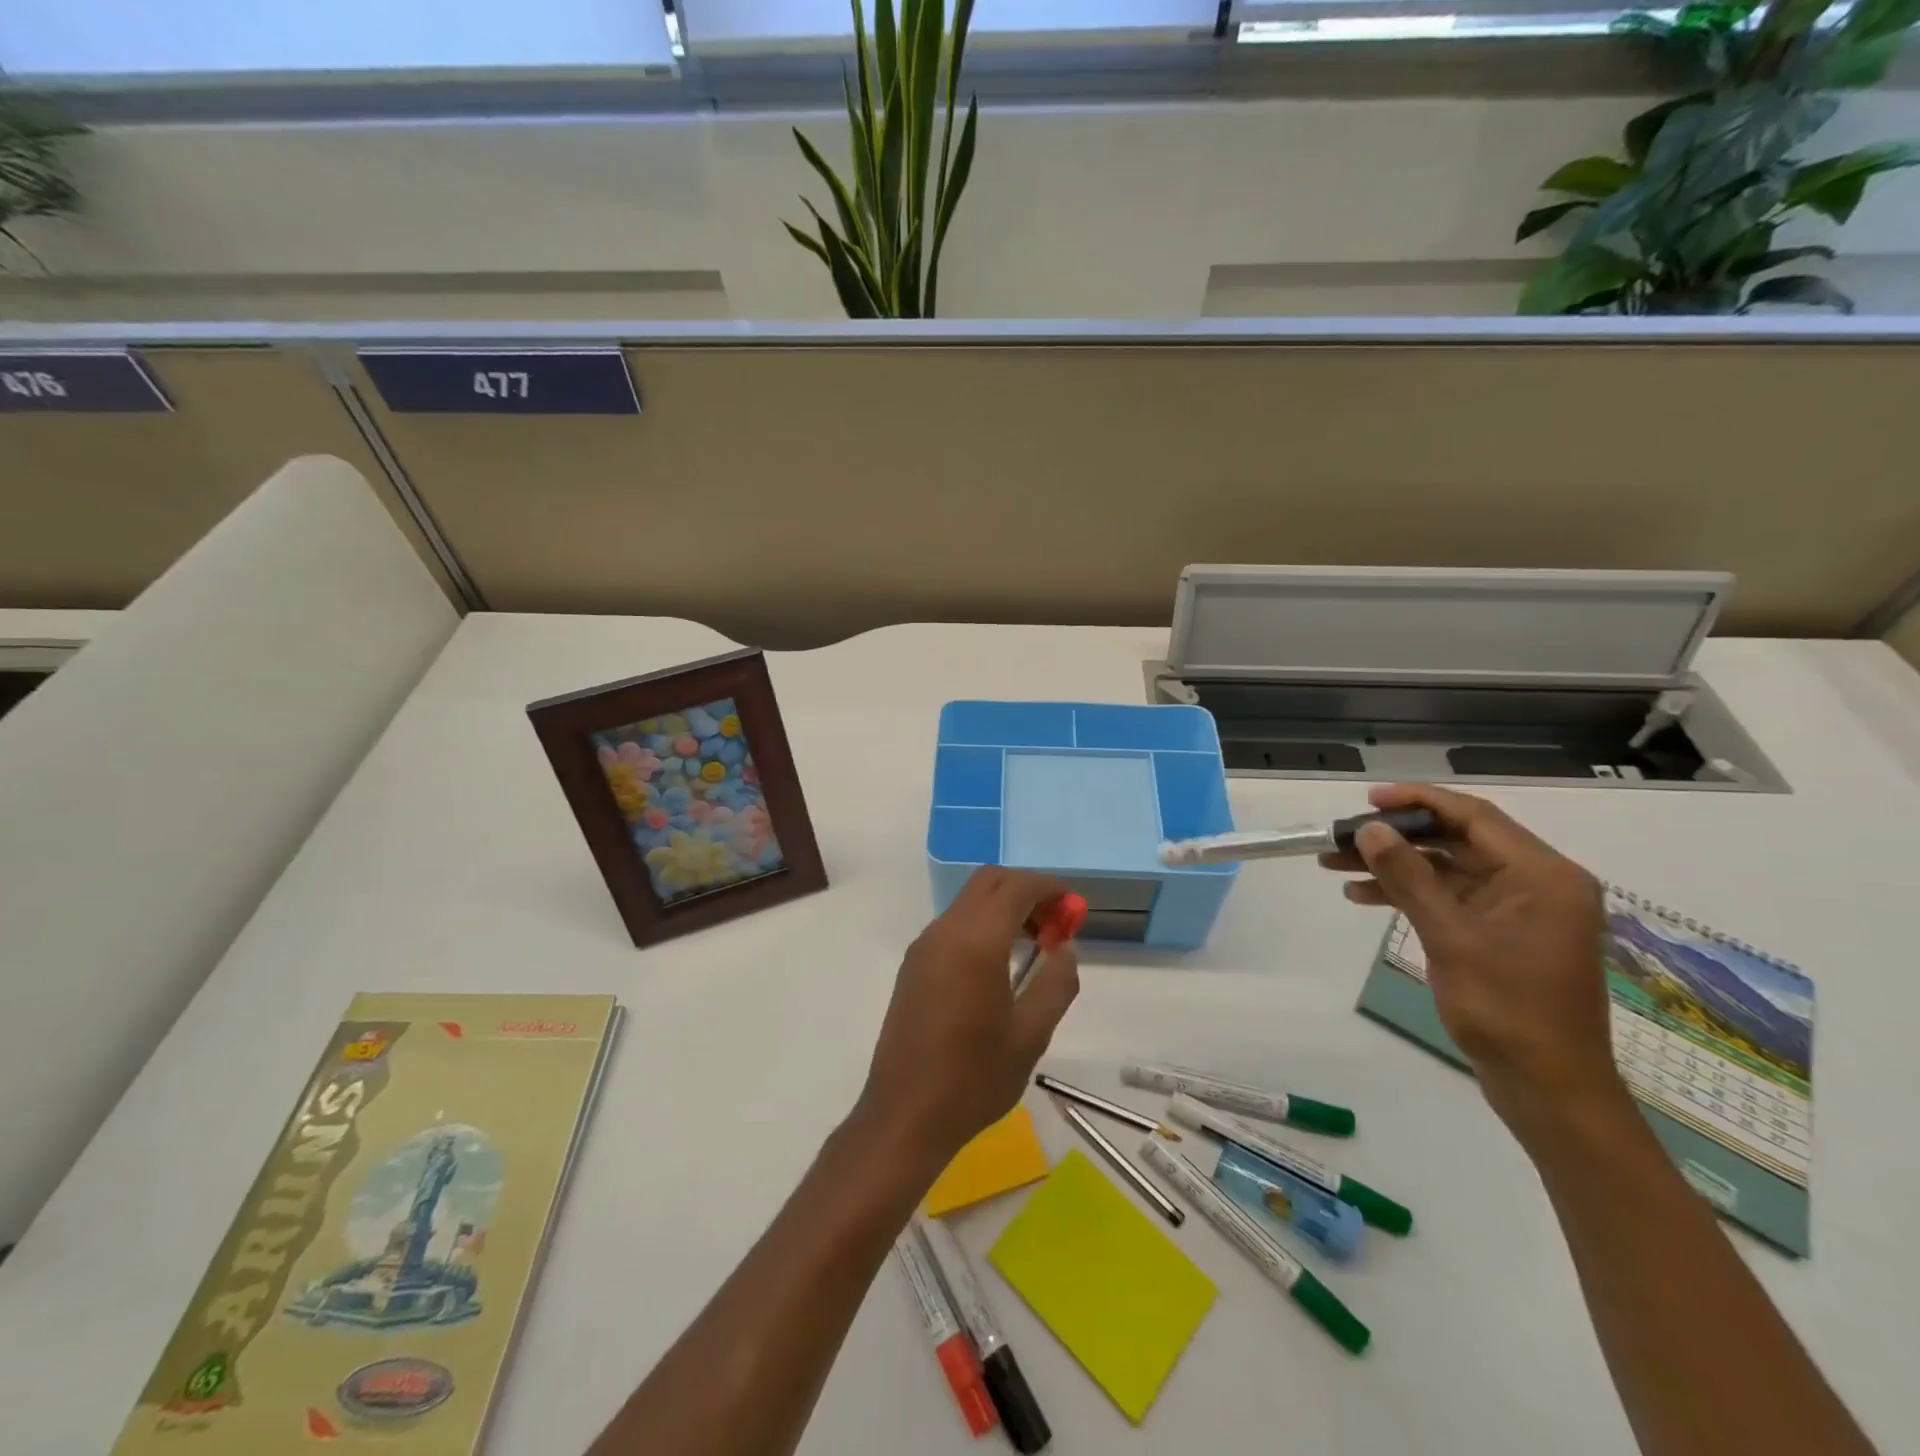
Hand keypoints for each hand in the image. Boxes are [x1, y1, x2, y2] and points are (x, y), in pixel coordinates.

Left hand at [856, 867, 1081, 1167]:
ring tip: (1034, 945)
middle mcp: (945, 931)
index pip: (1016, 886)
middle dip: (1026, 890)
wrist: (905, 1114)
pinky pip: (954, 925)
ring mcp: (924, 946)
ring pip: (969, 902)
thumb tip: (1065, 947)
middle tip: (1054, 923)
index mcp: (976, 941)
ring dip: (1003, 907)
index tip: (1073, 907)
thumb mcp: (1031, 1035)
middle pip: (989, 882)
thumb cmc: (974, 1078)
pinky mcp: (914, 965)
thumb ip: (1056, 982)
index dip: (1049, 888)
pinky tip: (999, 964)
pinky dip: (982, 925)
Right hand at [1322, 783, 1625, 1135]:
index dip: (1418, 802)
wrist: (1547, 1088)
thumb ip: (1408, 877)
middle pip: (1456, 841)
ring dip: (1394, 866)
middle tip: (1340, 838)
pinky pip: (1450, 898)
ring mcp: (1519, 910)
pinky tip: (1363, 897)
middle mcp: (1537, 883)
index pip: (1474, 817)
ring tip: (1335, 866)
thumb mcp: (1450, 937)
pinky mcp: (1501, 934)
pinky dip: (1409, 894)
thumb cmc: (1506, 1009)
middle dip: (1396, 838)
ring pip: (1447, 869)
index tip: (1367, 801)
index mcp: (1542, 875)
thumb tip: (1370, 830)